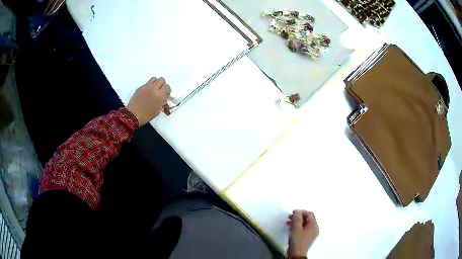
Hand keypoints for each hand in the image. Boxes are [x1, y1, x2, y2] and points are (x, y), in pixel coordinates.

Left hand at [126, 77, 170, 125]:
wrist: (133, 115)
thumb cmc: (146, 115)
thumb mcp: (157, 110)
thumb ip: (161, 102)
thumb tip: (162, 98)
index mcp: (160, 95)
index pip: (167, 87)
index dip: (167, 90)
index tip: (166, 94)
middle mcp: (154, 88)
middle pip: (161, 80)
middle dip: (162, 84)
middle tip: (160, 90)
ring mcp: (146, 87)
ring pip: (154, 79)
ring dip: (155, 83)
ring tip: (153, 89)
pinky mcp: (140, 87)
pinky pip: (147, 83)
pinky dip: (148, 86)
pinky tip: (146, 93)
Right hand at [287, 210, 318, 257]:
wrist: (296, 254)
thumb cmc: (297, 240)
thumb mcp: (296, 228)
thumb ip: (297, 218)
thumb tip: (297, 211)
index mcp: (313, 226)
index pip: (309, 214)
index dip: (301, 212)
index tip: (292, 213)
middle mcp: (314, 229)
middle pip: (307, 219)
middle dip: (298, 217)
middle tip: (289, 217)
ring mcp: (310, 234)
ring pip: (304, 224)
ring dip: (296, 222)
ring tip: (287, 222)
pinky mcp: (305, 238)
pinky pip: (302, 229)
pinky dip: (296, 227)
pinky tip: (290, 228)